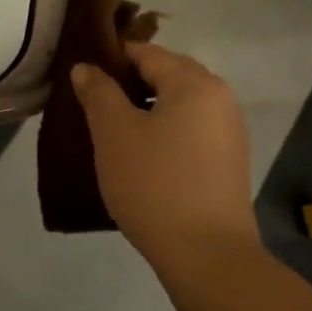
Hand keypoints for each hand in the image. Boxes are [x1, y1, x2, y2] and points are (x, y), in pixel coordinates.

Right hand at [72, 44, 257, 273]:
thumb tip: (86, 68)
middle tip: (93, 106)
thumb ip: (98, 93)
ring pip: (178, 104)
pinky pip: (191, 130)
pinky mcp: (229, 162)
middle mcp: (219, 97)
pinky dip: (165, 133)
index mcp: (194, 81)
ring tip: (113, 133)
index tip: (82, 78)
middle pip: (166, 75)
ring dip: (146, 111)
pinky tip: (143, 157)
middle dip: (128, 85)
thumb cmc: (155, 184)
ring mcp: (229, 131)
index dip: (110, 59)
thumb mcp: (114, 134)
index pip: (145, 52)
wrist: (208, 257)